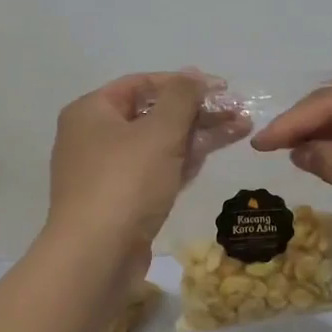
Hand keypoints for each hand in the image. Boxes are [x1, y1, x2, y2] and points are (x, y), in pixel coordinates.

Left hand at [45, 71, 218, 267]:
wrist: (96, 258)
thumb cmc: (125, 183)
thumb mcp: (159, 132)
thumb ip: (181, 97)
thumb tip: (193, 74)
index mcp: (91, 111)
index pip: (142, 83)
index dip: (184, 82)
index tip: (222, 88)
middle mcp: (92, 136)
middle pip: (151, 114)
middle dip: (197, 112)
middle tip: (237, 112)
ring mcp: (104, 172)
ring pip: (157, 144)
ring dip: (196, 136)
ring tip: (240, 130)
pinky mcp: (118, 201)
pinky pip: (153, 171)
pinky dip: (181, 162)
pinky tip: (211, 156)